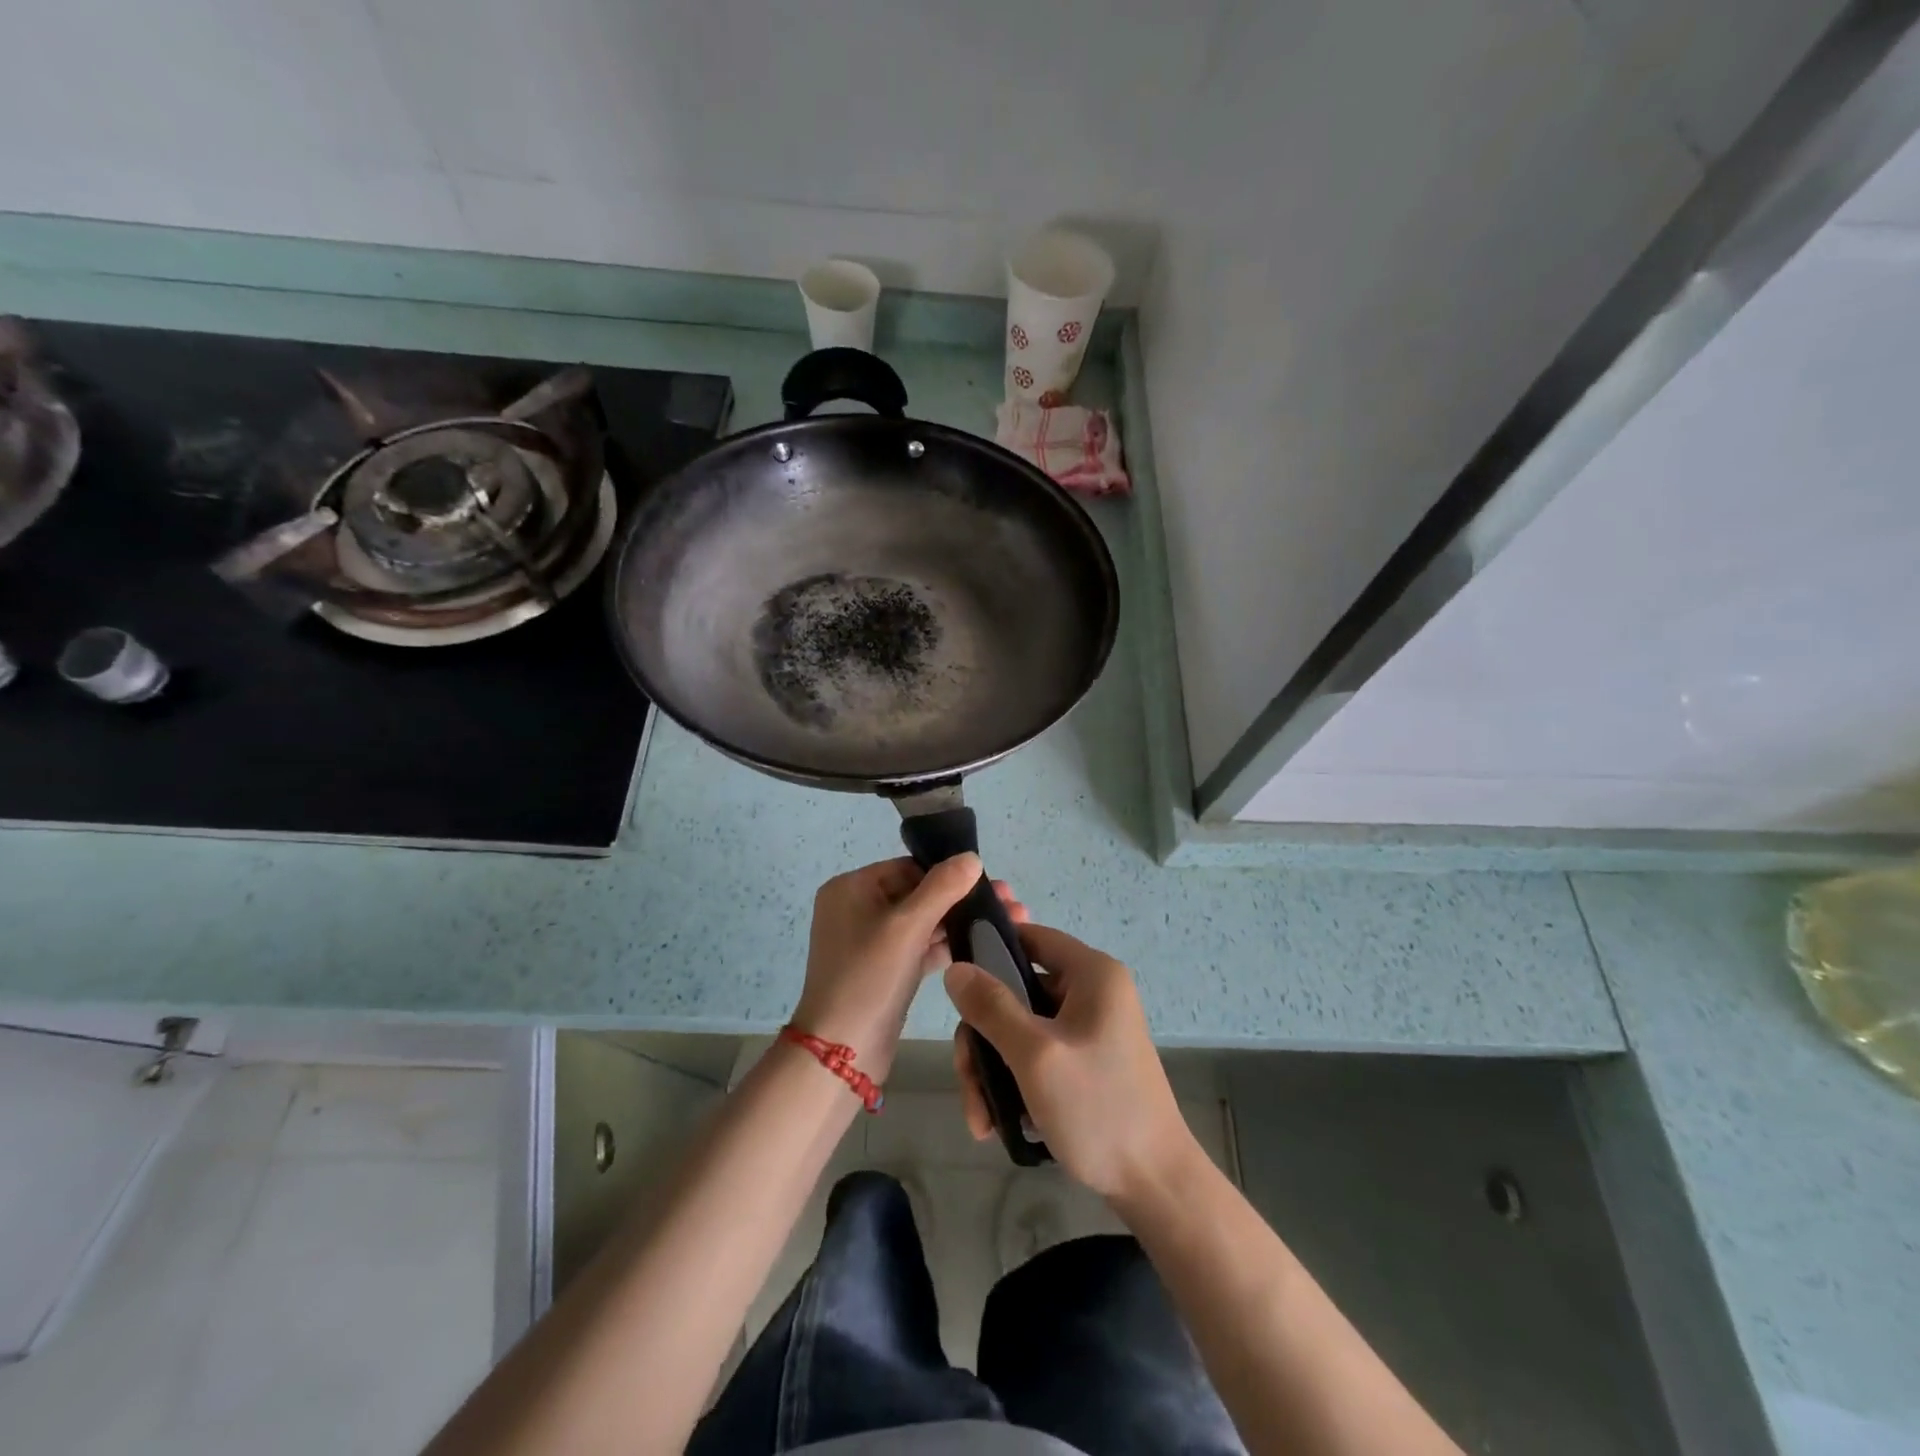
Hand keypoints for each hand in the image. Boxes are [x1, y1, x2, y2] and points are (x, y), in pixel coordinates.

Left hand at [792, 855, 1027, 1079]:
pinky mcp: (884, 970)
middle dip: (962, 899)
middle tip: (1011, 904)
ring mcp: (870, 942)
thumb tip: (971, 857)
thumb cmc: (869, 978)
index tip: (992, 884)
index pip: (908, 867)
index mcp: (851, 888)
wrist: (842, 1053)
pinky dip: (947, 946)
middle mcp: (857, 909)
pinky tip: (986, 946)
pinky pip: (919, 948)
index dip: (949, 873)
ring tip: (1010, 923)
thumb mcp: (907, 927)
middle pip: (918, 893)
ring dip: (961, 922)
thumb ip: (942, 888)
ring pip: (923, 922)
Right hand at [946, 923, 1193, 1201]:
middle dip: (983, 1037)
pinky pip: (1036, 1055)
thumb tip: (956, 968)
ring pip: (1019, 1028)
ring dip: (992, 1069)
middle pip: (1016, 991)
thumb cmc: (1098, 1109)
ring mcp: (1089, 1029)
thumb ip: (992, 1007)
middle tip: (968, 1082)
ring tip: (981, 1119)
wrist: (1154, 1185)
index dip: (989, 948)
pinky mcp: (1085, 1061)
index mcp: (1092, 974)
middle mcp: (1092, 992)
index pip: (1031, 936)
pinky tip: (999, 1123)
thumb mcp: (1036, 1056)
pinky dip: (1014, 1082)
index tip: (954, 981)